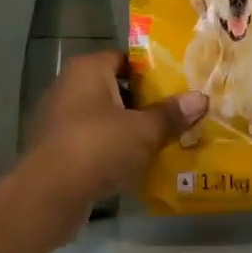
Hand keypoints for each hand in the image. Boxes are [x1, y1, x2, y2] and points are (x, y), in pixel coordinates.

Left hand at [24, 53, 206, 211]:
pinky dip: (112, 149)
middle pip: (115, 88)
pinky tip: (136, 163)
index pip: (125, 58)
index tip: (178, 84)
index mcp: (88, 70)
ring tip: (163, 139)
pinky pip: (93, 141)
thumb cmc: (99, 147)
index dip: (152, 70)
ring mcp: (59, 119)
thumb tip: (201, 98)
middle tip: (176, 113)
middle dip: (144, 102)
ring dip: (129, 128)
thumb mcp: (144, 130)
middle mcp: (69, 87)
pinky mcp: (57, 149)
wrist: (50, 194)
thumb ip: (171, 114)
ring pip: (104, 117)